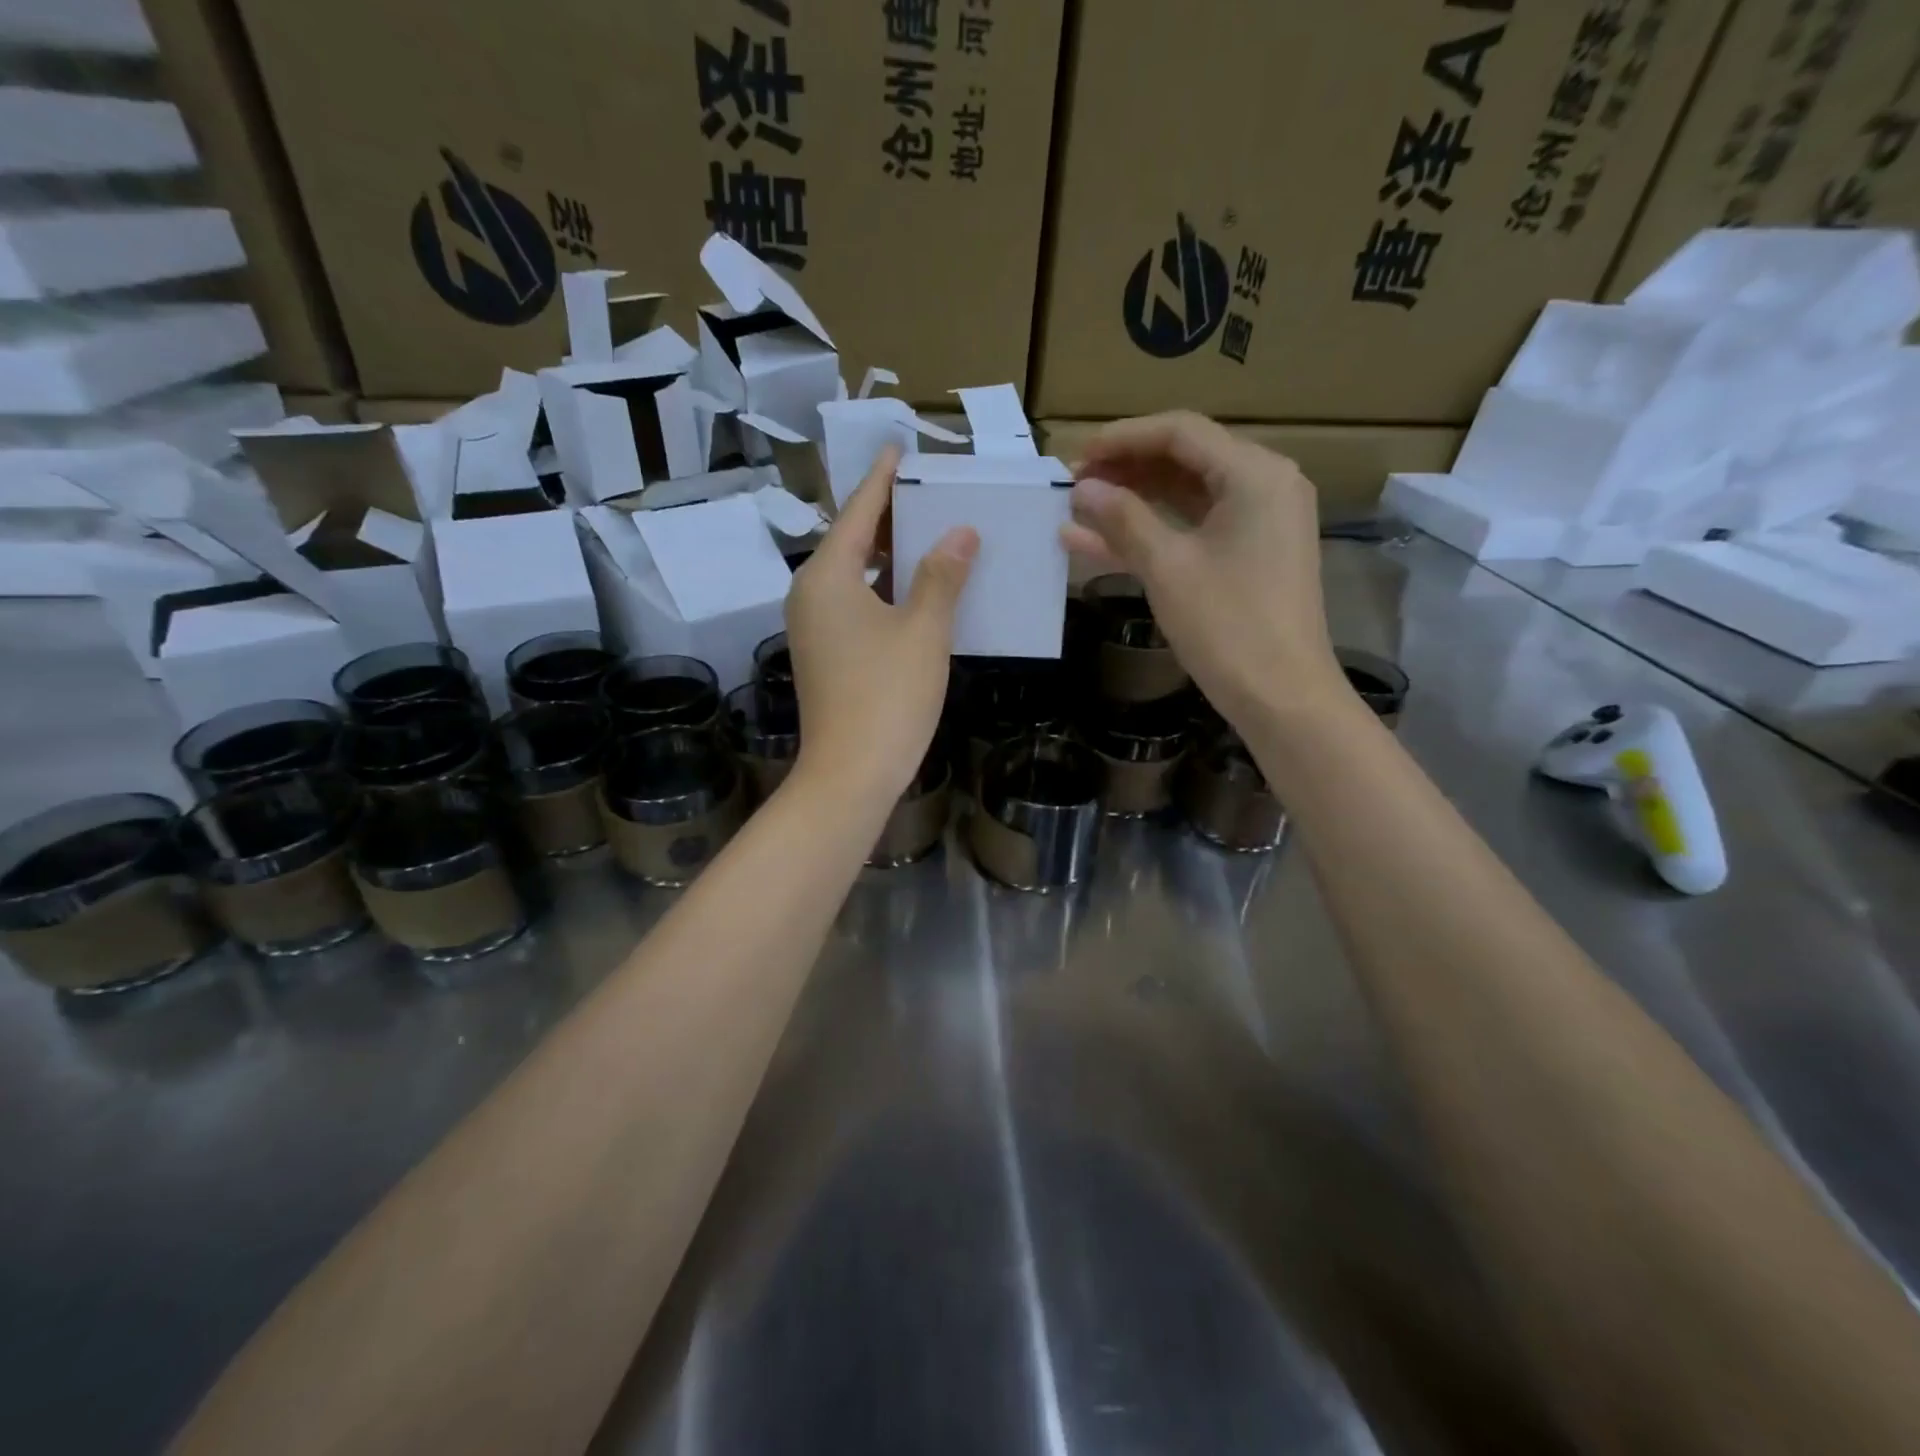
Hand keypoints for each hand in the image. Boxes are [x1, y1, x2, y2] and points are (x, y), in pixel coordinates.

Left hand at [785, 446, 977, 804]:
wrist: (850, 774)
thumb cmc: (888, 695)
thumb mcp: (924, 630)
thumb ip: (941, 575)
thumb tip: (960, 532)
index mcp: (826, 576)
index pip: (857, 511)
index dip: (883, 479)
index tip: (899, 449)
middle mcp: (809, 594)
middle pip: (850, 540)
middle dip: (889, 517)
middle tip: (930, 494)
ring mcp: (812, 627)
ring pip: (852, 575)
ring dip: (888, 556)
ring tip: (930, 536)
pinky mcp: (823, 654)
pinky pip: (853, 604)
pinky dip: (883, 590)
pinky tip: (917, 591)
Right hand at [1062, 411, 1345, 732]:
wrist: (1283, 697)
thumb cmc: (1228, 627)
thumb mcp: (1168, 568)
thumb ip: (1123, 519)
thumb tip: (1082, 488)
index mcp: (1254, 474)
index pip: (1180, 432)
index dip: (1122, 438)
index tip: (1075, 456)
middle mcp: (1264, 485)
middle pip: (1184, 459)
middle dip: (1125, 469)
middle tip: (1072, 484)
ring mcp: (1259, 522)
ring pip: (1185, 496)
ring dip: (1133, 501)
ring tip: (1078, 509)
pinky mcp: (1249, 555)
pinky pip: (1194, 529)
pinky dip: (1152, 533)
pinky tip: (1096, 542)